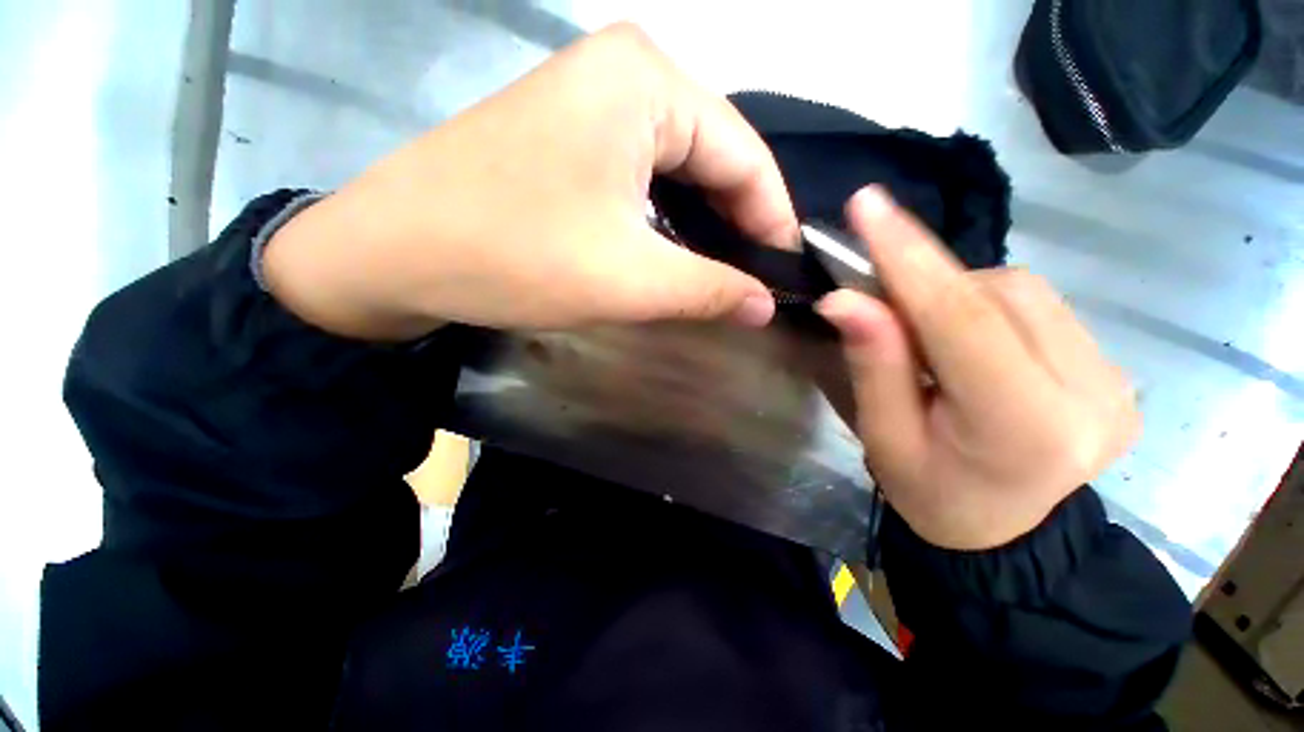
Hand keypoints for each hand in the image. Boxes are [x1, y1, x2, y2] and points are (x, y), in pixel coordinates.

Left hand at [263, 24, 797, 340]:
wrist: (392, 253)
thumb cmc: (515, 257)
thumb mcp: (630, 280)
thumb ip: (710, 290)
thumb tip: (764, 306)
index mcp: (647, 83)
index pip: (745, 156)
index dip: (773, 220)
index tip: (787, 272)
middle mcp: (623, 73)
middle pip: (713, 157)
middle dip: (738, 223)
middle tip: (757, 279)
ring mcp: (589, 100)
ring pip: (678, 169)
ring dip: (704, 223)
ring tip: (724, 272)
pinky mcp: (567, 133)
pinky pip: (642, 175)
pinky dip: (667, 217)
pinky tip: (675, 251)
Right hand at [817, 187, 1137, 549]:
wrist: (1003, 532)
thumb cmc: (930, 492)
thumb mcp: (883, 436)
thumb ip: (872, 364)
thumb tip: (842, 299)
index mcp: (1024, 426)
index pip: (964, 318)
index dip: (910, 256)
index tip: (867, 204)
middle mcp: (1090, 393)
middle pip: (997, 295)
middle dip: (927, 282)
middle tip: (879, 298)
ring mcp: (1115, 378)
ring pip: (1021, 290)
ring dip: (957, 294)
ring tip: (924, 332)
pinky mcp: (1114, 368)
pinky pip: (1039, 305)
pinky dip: (987, 304)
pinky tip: (966, 336)